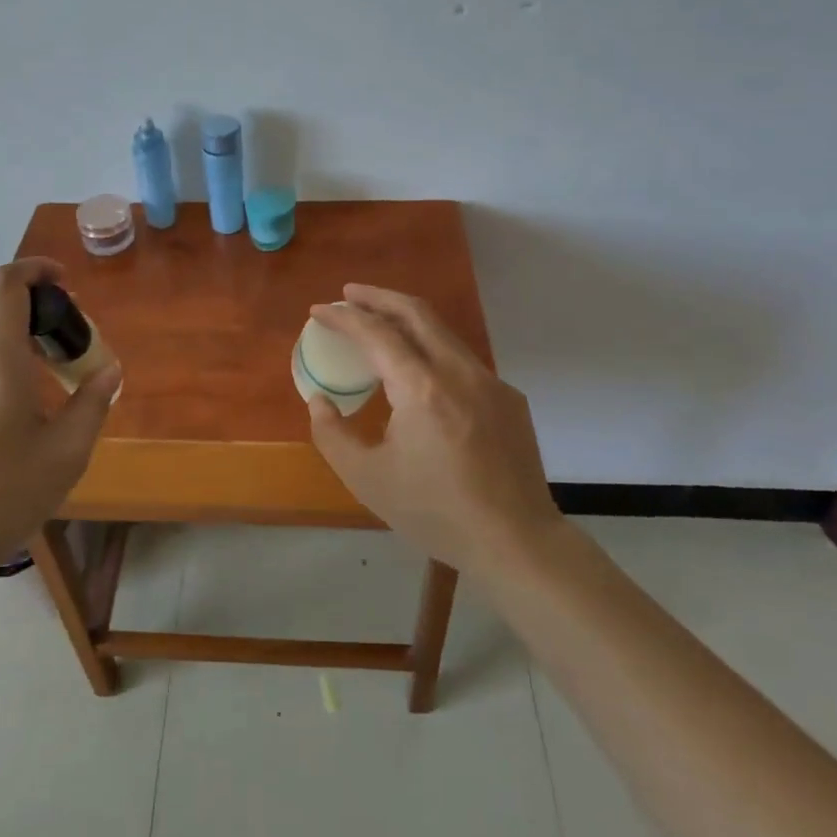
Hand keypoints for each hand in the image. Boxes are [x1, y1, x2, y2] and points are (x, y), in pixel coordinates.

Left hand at [0, 258, 121, 570]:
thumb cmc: (2, 495)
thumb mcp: (66, 454)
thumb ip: (92, 403)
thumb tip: (109, 371)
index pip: (5, 285)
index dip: (34, 270)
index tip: (62, 284)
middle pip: (0, 322)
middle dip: (39, 331)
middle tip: (69, 367)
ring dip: (15, 363)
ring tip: (38, 413)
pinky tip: (0, 437)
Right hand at [306, 285, 559, 579]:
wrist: (517, 542)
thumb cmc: (435, 512)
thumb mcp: (367, 479)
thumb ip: (331, 434)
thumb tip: (320, 400)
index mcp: (422, 388)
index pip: (376, 333)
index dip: (343, 317)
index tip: (319, 311)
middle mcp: (459, 372)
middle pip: (415, 312)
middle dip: (378, 296)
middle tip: (349, 294)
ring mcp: (490, 382)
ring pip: (443, 332)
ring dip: (406, 319)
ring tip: (379, 324)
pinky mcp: (508, 398)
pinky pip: (462, 361)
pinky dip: (432, 351)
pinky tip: (421, 374)